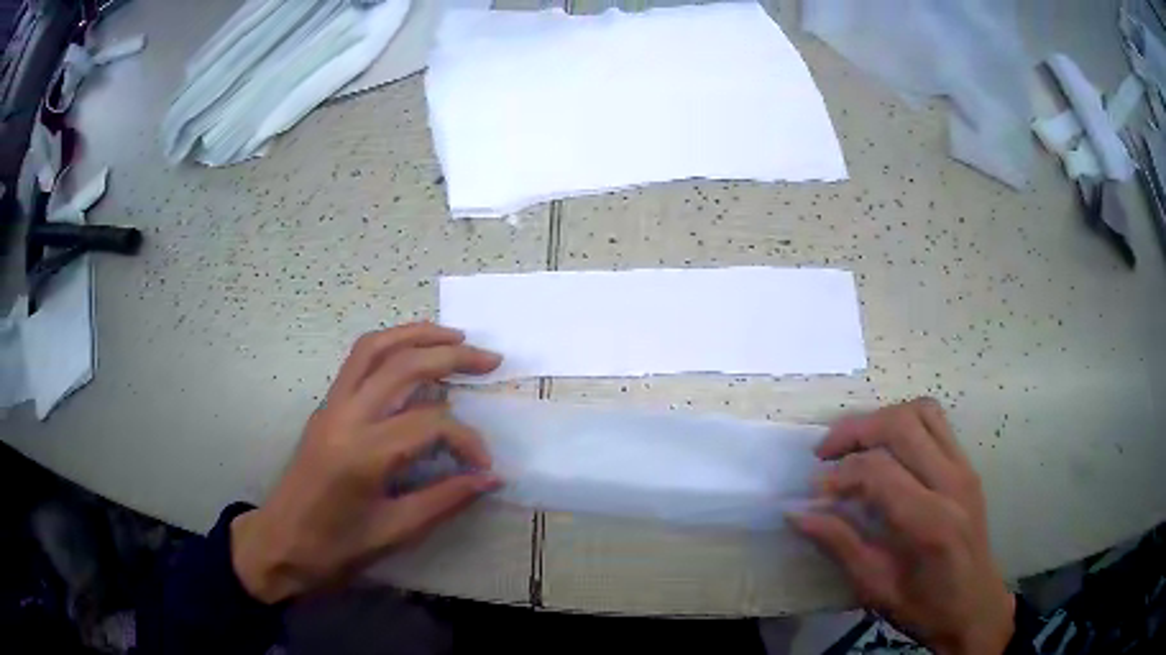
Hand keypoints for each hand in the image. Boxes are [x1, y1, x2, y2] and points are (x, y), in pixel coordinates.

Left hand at [231, 323, 502, 603]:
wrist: (279, 544)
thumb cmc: (334, 548)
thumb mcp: (393, 533)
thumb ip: (444, 500)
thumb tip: (491, 479)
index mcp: (363, 454)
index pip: (430, 425)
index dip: (467, 440)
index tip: (485, 466)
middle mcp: (346, 417)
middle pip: (403, 366)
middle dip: (452, 357)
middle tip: (490, 359)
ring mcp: (331, 406)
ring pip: (374, 348)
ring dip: (417, 335)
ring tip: (455, 337)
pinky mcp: (325, 407)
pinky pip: (357, 360)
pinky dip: (390, 345)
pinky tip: (412, 354)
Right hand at [790, 398, 1014, 654]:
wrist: (974, 606)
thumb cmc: (924, 607)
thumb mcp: (876, 587)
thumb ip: (839, 544)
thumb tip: (796, 513)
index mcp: (931, 522)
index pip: (879, 471)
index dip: (838, 475)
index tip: (813, 492)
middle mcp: (953, 483)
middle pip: (901, 425)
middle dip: (855, 430)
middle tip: (825, 453)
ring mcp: (965, 468)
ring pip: (921, 411)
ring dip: (881, 419)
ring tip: (855, 444)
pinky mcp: (968, 465)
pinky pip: (936, 422)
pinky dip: (904, 423)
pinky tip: (887, 449)